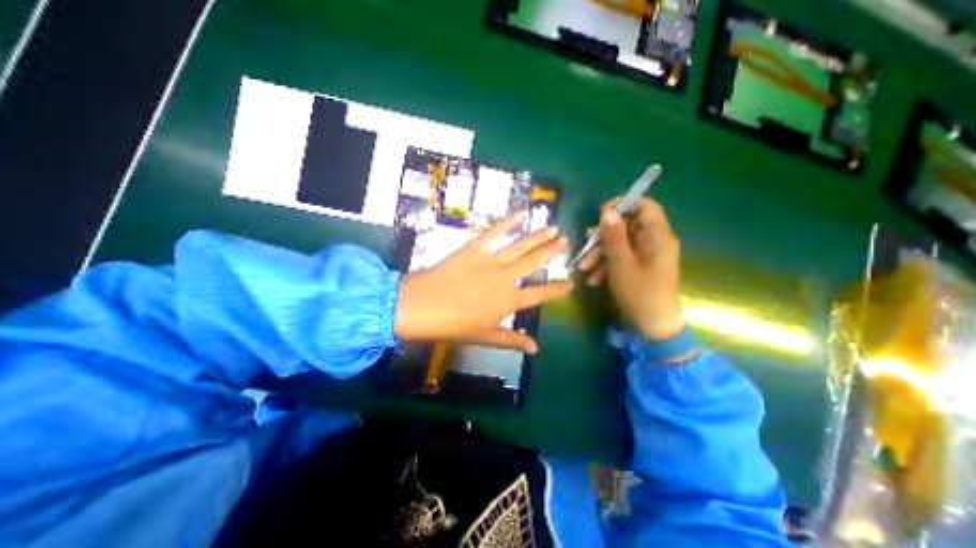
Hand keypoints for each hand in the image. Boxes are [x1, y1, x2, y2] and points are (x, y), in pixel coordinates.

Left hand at [392, 211, 572, 352]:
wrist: (422, 306)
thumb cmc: (454, 326)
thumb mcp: (485, 337)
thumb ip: (512, 340)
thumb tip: (536, 348)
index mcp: (509, 301)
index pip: (540, 294)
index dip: (557, 290)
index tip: (571, 283)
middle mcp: (506, 278)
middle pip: (534, 262)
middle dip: (552, 252)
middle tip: (566, 241)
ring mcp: (491, 260)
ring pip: (520, 246)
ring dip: (538, 236)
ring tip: (554, 228)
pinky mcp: (475, 248)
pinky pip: (494, 232)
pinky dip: (508, 222)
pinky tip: (521, 213)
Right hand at [574, 197, 680, 338]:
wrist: (653, 326)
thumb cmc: (640, 293)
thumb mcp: (621, 264)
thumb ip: (614, 236)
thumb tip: (607, 210)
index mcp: (657, 236)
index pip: (644, 205)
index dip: (622, 205)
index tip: (601, 215)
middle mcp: (654, 241)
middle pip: (626, 227)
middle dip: (603, 238)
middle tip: (585, 248)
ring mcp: (647, 255)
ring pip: (620, 244)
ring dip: (600, 254)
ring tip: (584, 269)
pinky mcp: (641, 267)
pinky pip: (622, 257)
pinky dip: (607, 265)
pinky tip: (595, 279)